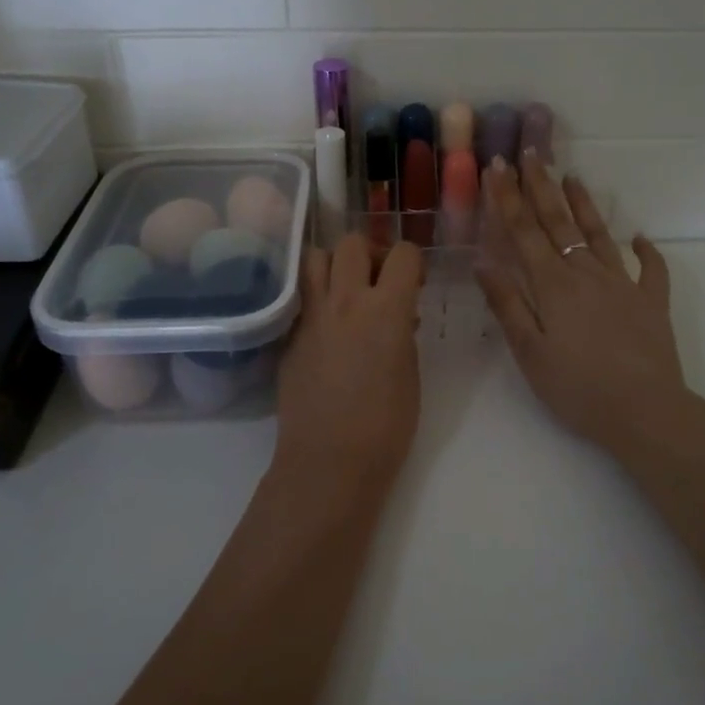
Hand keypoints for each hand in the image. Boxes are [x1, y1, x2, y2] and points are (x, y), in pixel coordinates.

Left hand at [276, 234, 423, 492]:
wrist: (329, 461)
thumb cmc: (386, 426)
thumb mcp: (410, 372)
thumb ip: (403, 332)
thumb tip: (398, 316)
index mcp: (386, 310)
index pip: (403, 253)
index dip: (412, 261)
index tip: (414, 283)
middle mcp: (345, 302)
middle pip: (352, 242)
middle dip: (371, 252)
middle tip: (379, 280)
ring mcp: (311, 317)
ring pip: (315, 258)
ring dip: (335, 266)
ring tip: (347, 292)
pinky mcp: (289, 337)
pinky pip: (303, 298)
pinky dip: (317, 299)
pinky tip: (328, 328)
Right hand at [477, 153, 694, 461]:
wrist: (645, 411)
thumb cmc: (578, 387)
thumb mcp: (530, 352)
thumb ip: (507, 304)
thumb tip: (482, 262)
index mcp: (554, 285)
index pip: (524, 232)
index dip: (508, 198)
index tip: (498, 166)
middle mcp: (587, 274)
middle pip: (559, 223)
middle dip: (541, 187)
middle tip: (530, 153)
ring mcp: (624, 284)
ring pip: (600, 235)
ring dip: (585, 205)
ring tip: (573, 177)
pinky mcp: (652, 303)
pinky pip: (650, 270)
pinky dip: (646, 251)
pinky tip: (640, 237)